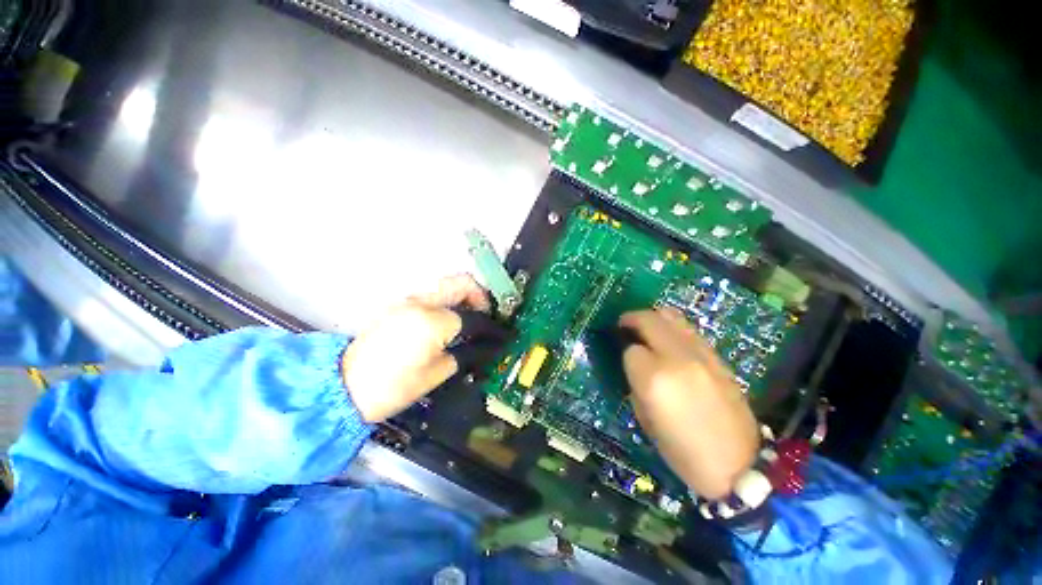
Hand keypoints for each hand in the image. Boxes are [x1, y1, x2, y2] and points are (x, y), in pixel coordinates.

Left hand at [342, 275, 494, 422]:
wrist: (344, 387)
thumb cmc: (392, 387)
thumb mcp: (436, 373)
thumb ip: (463, 353)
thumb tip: (482, 346)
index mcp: (433, 321)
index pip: (474, 318)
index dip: (492, 328)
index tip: (502, 334)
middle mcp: (422, 302)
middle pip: (462, 282)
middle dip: (481, 296)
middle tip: (487, 315)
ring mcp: (408, 301)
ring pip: (447, 286)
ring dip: (465, 297)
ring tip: (470, 320)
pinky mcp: (399, 306)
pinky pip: (433, 296)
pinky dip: (448, 303)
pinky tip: (449, 323)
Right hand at [620, 308, 759, 499]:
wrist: (737, 464)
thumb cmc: (682, 450)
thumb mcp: (645, 419)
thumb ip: (635, 383)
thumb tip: (634, 360)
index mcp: (654, 379)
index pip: (631, 350)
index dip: (625, 352)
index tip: (625, 357)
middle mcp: (677, 359)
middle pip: (649, 321)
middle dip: (632, 319)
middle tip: (624, 323)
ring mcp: (701, 355)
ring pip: (671, 317)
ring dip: (653, 317)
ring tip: (646, 325)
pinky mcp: (718, 358)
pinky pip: (689, 329)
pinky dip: (673, 326)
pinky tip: (669, 337)